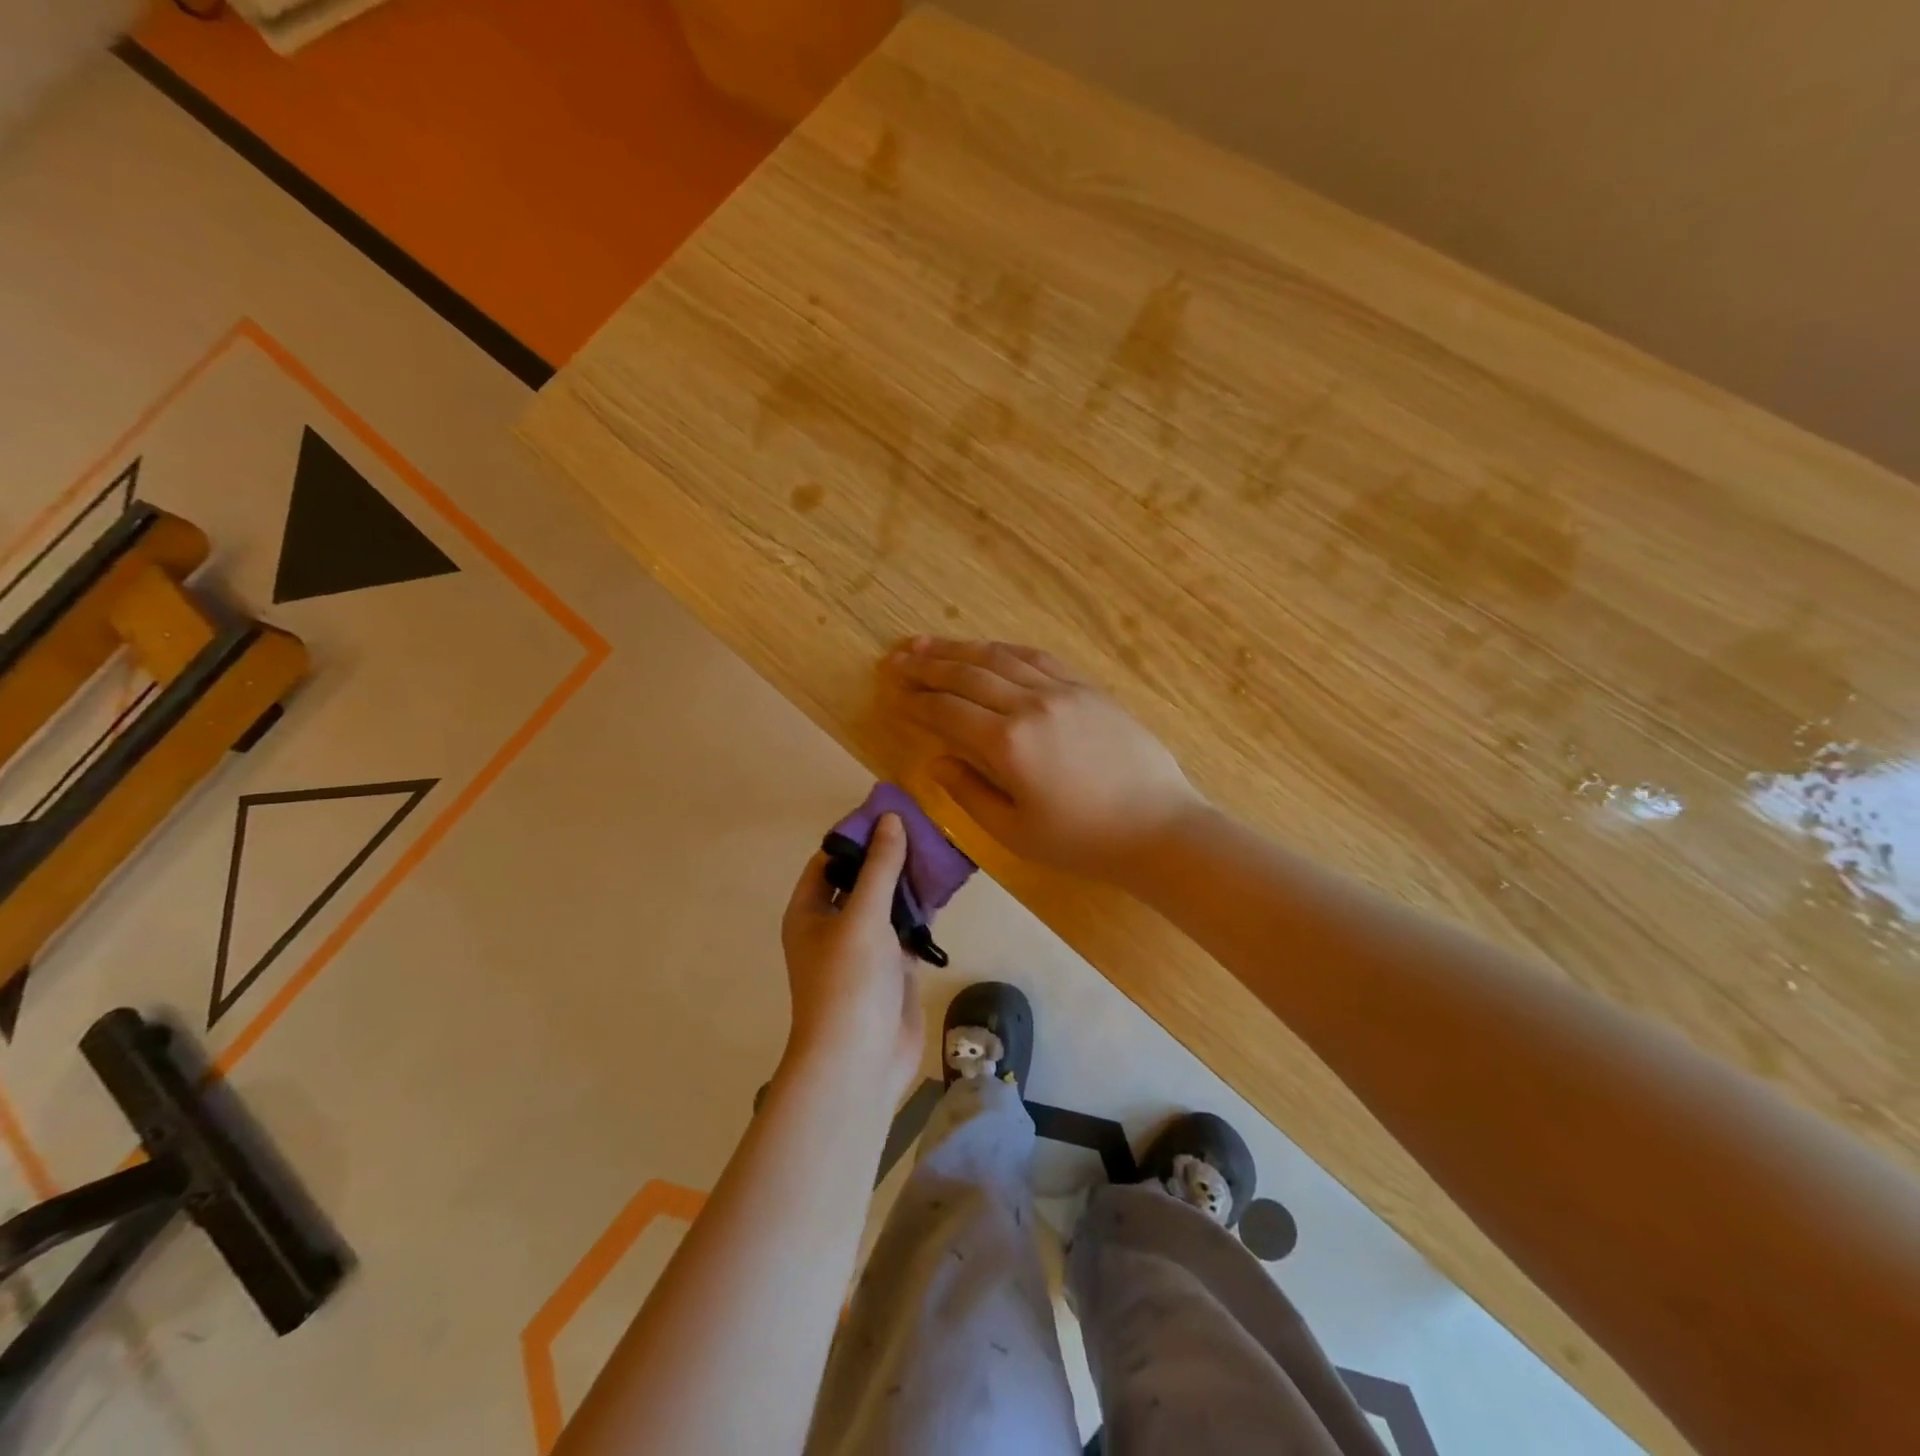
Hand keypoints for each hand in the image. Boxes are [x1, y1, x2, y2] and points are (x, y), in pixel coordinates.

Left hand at [780, 814, 922, 1099]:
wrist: (859, 1061)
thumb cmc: (848, 982)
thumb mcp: (862, 916)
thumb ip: (880, 868)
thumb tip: (890, 819)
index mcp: (809, 911)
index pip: (830, 859)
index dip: (857, 835)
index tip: (891, 811)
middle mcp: (833, 926)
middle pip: (862, 879)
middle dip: (889, 855)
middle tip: (925, 826)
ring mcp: (864, 948)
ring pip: (887, 904)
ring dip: (909, 882)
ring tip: (941, 849)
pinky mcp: (891, 968)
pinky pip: (907, 929)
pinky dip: (923, 911)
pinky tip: (946, 890)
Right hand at [882, 638, 1205, 881]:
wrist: (1158, 826)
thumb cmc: (1082, 840)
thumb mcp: (1014, 831)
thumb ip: (969, 792)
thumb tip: (936, 761)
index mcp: (1008, 743)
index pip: (948, 711)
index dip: (917, 702)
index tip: (893, 693)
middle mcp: (1030, 704)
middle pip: (968, 674)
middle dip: (928, 665)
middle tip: (897, 658)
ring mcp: (1062, 690)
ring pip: (1000, 658)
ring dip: (960, 649)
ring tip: (928, 644)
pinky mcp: (1087, 688)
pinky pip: (1037, 658)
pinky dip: (1004, 651)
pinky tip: (989, 650)